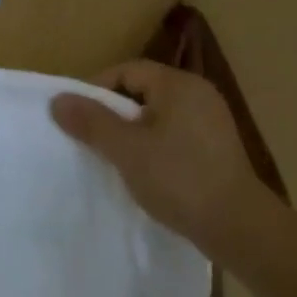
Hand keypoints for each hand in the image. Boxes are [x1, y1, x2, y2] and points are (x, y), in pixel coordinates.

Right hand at [50, 61, 264, 250]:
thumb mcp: (127, 150)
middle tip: (91, 139)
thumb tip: (58, 100)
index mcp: (179, 85)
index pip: (127, 71)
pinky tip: (145, 171)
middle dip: (113, 112)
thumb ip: (92, 122)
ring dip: (132, 132)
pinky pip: (175, 134)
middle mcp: (199, 94)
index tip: (77, 117)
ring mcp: (212, 121)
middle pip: (143, 91)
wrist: (238, 226)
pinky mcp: (217, 147)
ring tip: (114, 157)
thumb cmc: (179, 178)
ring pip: (158, 115)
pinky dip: (154, 145)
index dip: (97, 89)